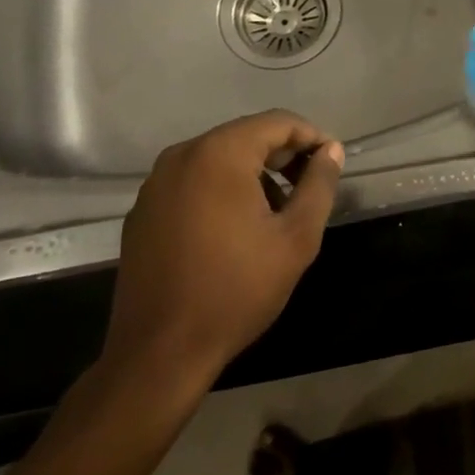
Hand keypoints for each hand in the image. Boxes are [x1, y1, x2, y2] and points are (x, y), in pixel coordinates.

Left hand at [101, 112, 343, 382]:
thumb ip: (319, 185)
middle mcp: (183, 155)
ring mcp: (156, 182)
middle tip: (309, 188)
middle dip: (282, 155)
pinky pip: (193, 181)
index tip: (331, 164)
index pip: (277, 122)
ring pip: (219, 158)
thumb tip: (331, 151)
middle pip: (246, 136)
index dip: (311, 137)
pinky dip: (221, 189)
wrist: (160, 352)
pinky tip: (235, 228)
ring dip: (253, 173)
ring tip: (276, 211)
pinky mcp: (144, 209)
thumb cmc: (236, 290)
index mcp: (220, 153)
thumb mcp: (296, 238)